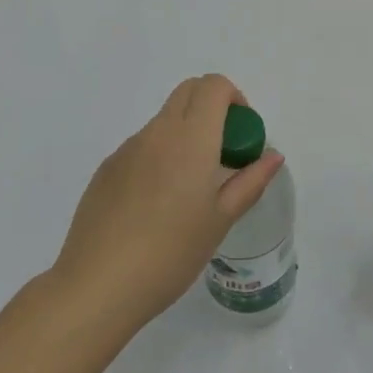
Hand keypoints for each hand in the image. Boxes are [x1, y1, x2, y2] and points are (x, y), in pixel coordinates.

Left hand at [53, 74, 284, 327]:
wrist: (98, 286)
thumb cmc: (171, 252)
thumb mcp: (221, 219)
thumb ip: (251, 181)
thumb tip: (273, 156)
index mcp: (191, 138)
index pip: (213, 86)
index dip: (233, 97)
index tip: (240, 132)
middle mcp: (158, 132)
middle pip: (188, 91)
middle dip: (210, 106)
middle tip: (221, 150)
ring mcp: (127, 148)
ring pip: (164, 120)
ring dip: (184, 133)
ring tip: (187, 187)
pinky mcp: (106, 169)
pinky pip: (141, 147)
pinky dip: (158, 156)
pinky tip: (154, 205)